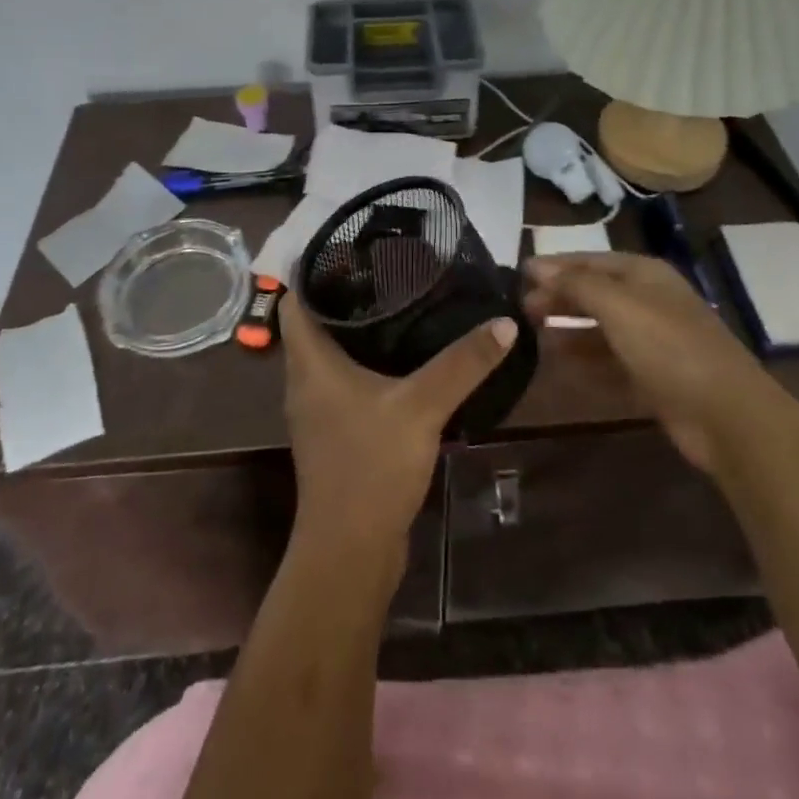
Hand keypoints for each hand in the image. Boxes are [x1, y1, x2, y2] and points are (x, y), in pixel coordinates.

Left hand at [279, 292, 515, 562]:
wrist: (351, 553)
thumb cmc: (370, 466)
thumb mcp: (422, 407)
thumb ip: (463, 363)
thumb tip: (504, 322)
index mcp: (309, 363)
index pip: (294, 298)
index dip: (314, 268)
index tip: (349, 245)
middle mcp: (305, 380)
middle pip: (314, 321)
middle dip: (344, 292)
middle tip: (386, 265)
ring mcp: (319, 409)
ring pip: (331, 352)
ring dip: (356, 327)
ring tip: (399, 299)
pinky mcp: (337, 431)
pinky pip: (346, 380)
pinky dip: (367, 360)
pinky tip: (403, 356)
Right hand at [523, 253, 758, 470]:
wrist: (726, 415)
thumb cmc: (668, 347)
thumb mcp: (618, 305)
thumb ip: (575, 284)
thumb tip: (536, 265)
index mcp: (645, 274)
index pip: (590, 260)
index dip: (555, 266)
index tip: (518, 276)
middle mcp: (649, 302)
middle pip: (595, 294)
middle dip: (559, 298)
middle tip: (521, 311)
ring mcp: (653, 342)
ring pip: (600, 330)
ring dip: (569, 332)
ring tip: (533, 339)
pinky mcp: (654, 379)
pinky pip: (610, 364)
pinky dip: (586, 364)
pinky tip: (560, 369)